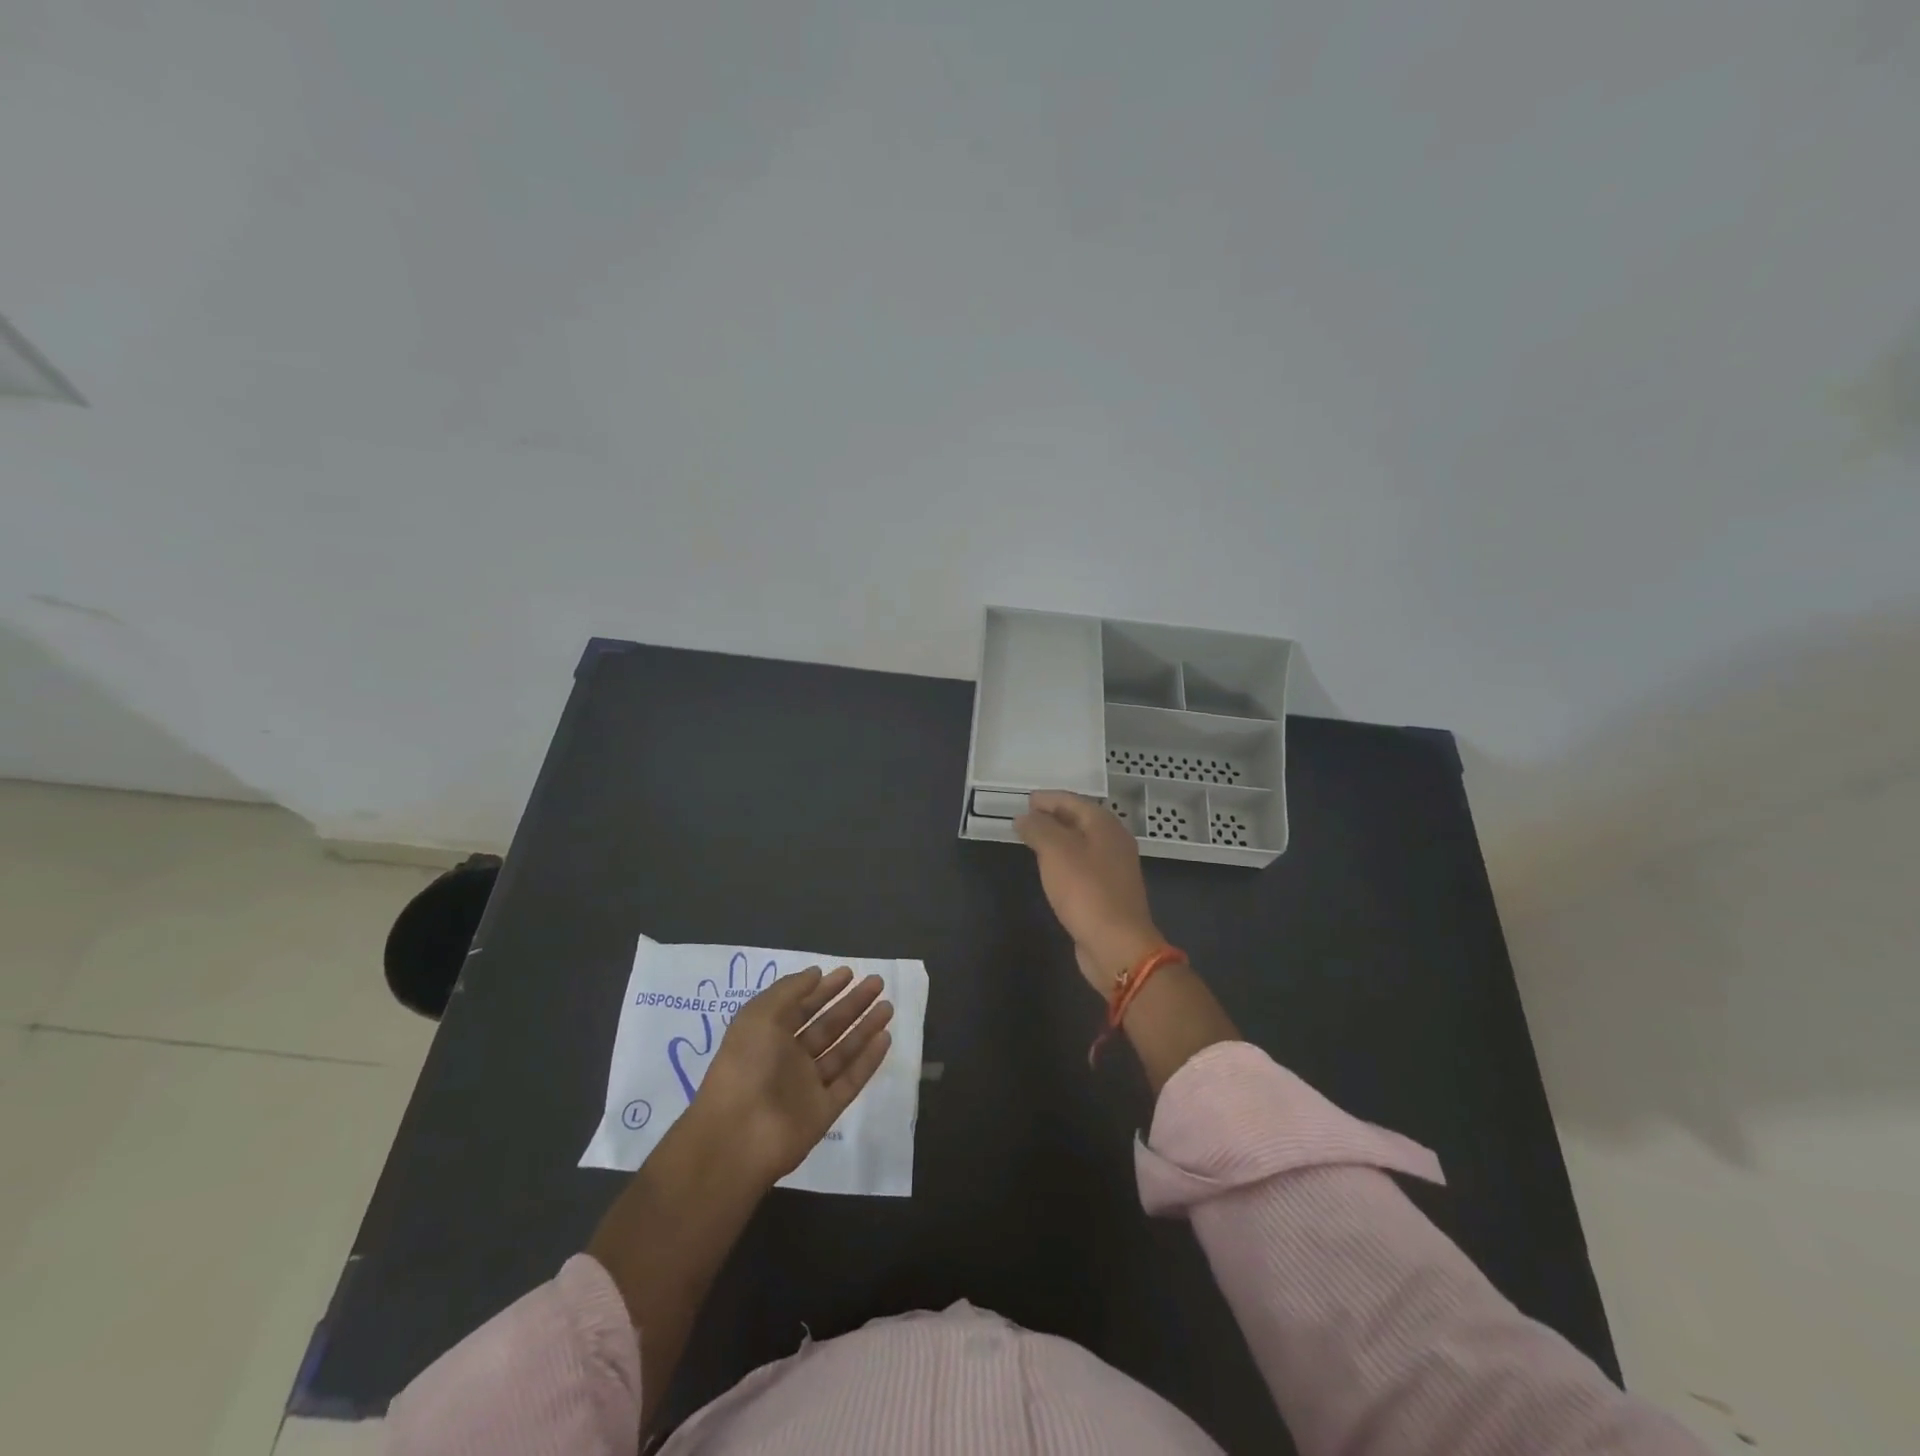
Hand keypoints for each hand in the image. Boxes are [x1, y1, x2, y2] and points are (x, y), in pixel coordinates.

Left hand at [691, 965, 894, 1187]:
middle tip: (877, 982)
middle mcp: (789, 1059)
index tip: (849, 972)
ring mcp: (807, 1086)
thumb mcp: (760, 1015)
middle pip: (827, 1026)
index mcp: (768, 1036)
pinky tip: (885, 1038)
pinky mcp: (824, 1111)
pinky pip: (850, 1080)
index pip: (802, 1007)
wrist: (737, 1136)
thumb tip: (816, 973)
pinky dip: (868, 1060)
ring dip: (865, 1028)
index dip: (824, 989)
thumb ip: (790, 990)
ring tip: (888, 1006)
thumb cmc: (745, 1065)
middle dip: (851, 1003)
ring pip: (842, 1051)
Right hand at [1014, 790, 1166, 992]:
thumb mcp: (1056, 852)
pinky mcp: (1109, 892)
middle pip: (1081, 820)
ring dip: (1059, 838)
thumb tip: (1024, 817)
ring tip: (1034, 839)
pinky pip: (1083, 865)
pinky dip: (1065, 859)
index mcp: (1105, 826)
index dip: (1049, 798)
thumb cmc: (1086, 891)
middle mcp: (1114, 842)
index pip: (1073, 800)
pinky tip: (1051, 868)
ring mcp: (1114, 869)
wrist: (1117, 945)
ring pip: (1082, 843)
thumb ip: (1038, 829)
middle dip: (1054, 815)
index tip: (1026, 800)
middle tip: (1027, 817)